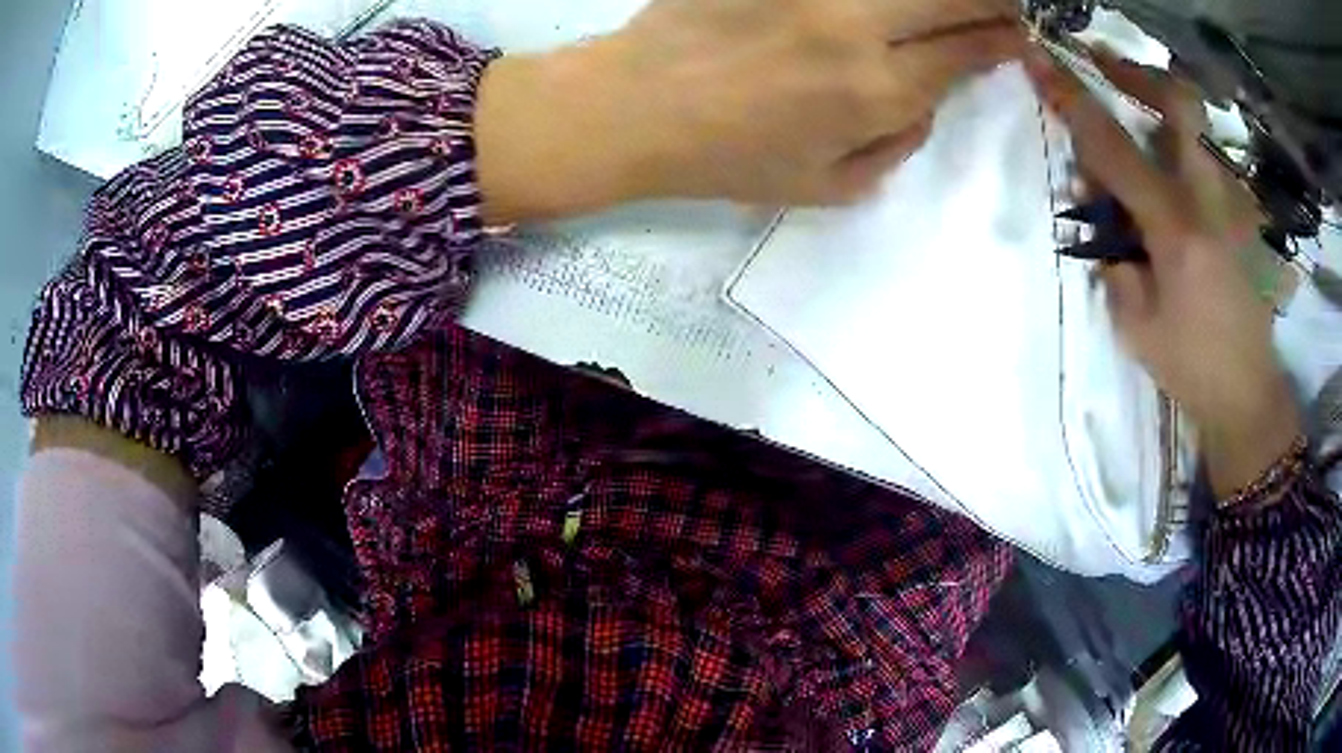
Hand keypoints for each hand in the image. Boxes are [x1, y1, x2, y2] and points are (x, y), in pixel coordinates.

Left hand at [476, 0, 1024, 221]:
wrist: (634, 108)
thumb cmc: (728, 159)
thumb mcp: (827, 187)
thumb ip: (896, 146)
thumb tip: (929, 99)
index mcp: (875, 92)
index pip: (965, 53)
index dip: (1002, 40)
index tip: (1018, 34)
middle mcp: (855, 29)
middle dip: (991, 1)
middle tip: (1005, 5)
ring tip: (957, 4)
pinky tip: (885, 6)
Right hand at [1023, 46, 1300, 496]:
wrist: (1249, 393)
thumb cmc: (1191, 366)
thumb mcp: (1135, 325)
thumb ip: (1113, 256)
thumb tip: (1100, 209)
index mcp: (1175, 229)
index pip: (1113, 147)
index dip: (1072, 99)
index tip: (1039, 59)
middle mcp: (1208, 201)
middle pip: (1177, 103)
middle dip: (1135, 73)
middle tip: (1105, 69)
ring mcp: (1230, 205)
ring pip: (1194, 128)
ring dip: (1158, 113)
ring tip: (1137, 129)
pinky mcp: (1240, 217)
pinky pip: (1205, 162)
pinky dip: (1180, 154)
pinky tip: (1170, 181)